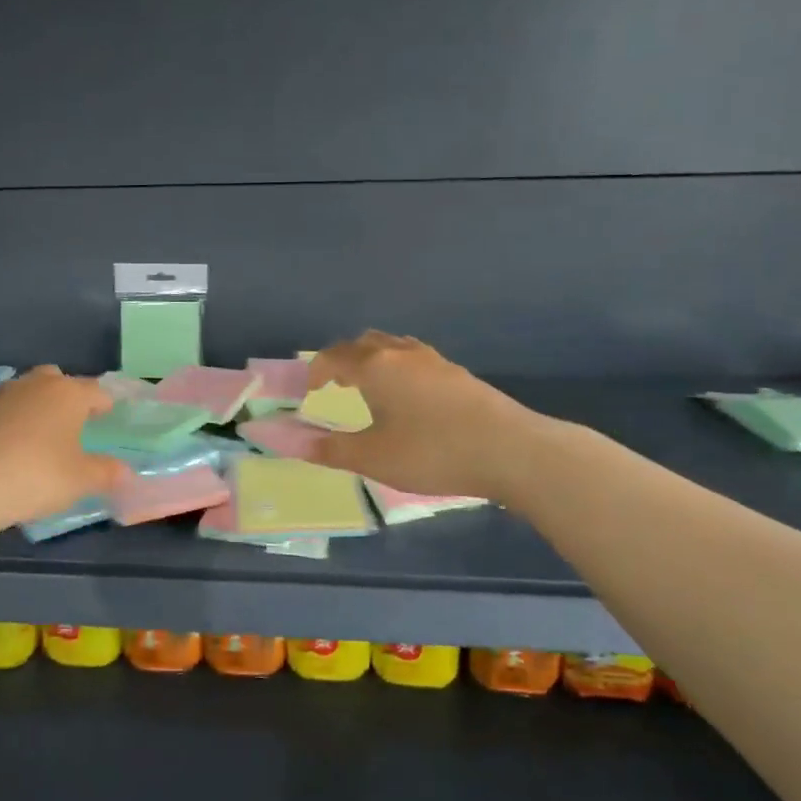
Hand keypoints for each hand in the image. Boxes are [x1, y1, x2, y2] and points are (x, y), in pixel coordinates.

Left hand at [0, 367, 129, 532]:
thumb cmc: (35, 476)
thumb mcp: (80, 480)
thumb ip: (106, 473)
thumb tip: (125, 472)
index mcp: (67, 394)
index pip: (94, 390)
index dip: (104, 403)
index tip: (107, 414)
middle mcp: (34, 386)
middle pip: (55, 379)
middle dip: (66, 394)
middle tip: (72, 420)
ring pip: (24, 392)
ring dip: (34, 406)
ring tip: (39, 434)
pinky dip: (8, 422)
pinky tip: (7, 447)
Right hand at [308, 331, 535, 500]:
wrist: (512, 450)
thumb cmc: (432, 452)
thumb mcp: (373, 458)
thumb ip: (328, 449)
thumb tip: (288, 442)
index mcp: (375, 367)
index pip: (333, 356)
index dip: (315, 372)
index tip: (309, 394)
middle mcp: (402, 354)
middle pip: (363, 343)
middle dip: (342, 361)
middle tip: (335, 387)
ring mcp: (435, 361)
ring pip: (393, 346)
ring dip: (373, 361)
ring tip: (370, 389)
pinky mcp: (458, 374)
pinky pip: (415, 358)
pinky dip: (398, 368)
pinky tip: (409, 399)